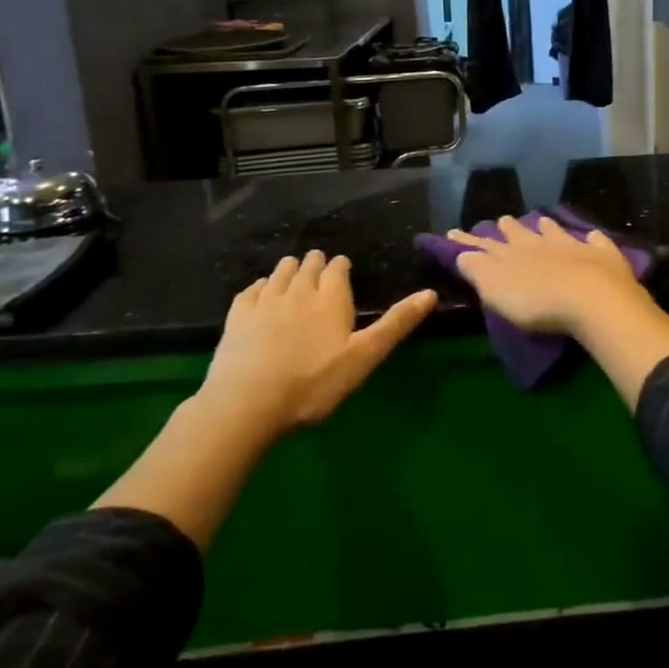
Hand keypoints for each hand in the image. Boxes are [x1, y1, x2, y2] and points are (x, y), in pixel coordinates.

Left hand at [197, 251, 436, 442]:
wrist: (247, 404)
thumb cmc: (314, 382)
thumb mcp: (364, 356)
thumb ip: (396, 323)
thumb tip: (430, 293)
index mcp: (331, 295)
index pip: (338, 265)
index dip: (341, 268)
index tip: (343, 274)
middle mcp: (299, 288)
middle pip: (309, 263)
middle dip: (316, 265)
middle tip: (321, 279)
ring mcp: (265, 299)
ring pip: (281, 271)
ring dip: (290, 272)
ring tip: (295, 283)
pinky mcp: (237, 315)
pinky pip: (252, 289)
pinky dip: (261, 288)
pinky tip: (262, 299)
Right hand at [447, 216, 653, 337]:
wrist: (591, 297)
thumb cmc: (536, 301)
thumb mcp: (496, 290)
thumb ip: (479, 270)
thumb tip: (463, 254)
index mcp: (511, 253)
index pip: (484, 245)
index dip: (468, 240)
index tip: (454, 232)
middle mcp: (540, 243)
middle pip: (520, 232)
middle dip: (509, 227)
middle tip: (503, 221)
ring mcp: (573, 246)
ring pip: (555, 231)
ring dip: (547, 227)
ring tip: (542, 220)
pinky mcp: (602, 254)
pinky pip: (596, 241)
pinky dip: (592, 238)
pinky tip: (592, 236)